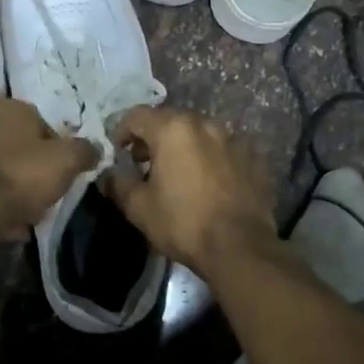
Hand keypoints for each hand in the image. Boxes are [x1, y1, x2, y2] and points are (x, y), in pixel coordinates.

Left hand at [0, 97, 95, 238]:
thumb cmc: (22, 174)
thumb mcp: (67, 160)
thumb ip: (85, 151)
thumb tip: (96, 148)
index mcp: (9, 107)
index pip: (44, 125)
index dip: (58, 152)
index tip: (63, 174)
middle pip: (21, 148)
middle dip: (35, 171)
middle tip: (46, 195)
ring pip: (2, 169)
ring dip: (15, 189)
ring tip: (28, 215)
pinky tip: (7, 223)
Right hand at [103, 106, 278, 276]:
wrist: (240, 247)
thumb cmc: (183, 223)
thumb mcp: (139, 208)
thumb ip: (118, 183)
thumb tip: (109, 174)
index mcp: (173, 129)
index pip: (136, 116)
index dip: (121, 131)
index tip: (118, 153)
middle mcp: (205, 124)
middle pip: (170, 120)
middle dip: (153, 138)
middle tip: (144, 164)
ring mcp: (233, 139)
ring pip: (198, 134)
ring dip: (183, 147)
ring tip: (177, 174)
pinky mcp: (253, 157)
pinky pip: (222, 150)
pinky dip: (209, 159)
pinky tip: (208, 184)